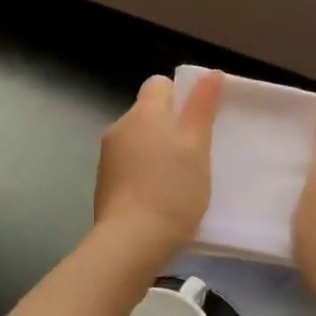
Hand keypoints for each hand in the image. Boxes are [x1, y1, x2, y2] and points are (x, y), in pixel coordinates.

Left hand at [93, 72, 223, 262]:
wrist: (132, 241)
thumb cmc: (172, 189)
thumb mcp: (197, 146)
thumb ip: (202, 107)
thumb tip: (210, 73)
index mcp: (143, 113)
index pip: (159, 84)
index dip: (181, 95)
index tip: (200, 119)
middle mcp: (120, 127)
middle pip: (149, 113)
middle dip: (171, 126)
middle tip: (197, 151)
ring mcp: (108, 157)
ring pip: (139, 141)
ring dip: (157, 151)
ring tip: (181, 177)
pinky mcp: (104, 184)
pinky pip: (130, 165)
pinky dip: (145, 173)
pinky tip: (161, 196)